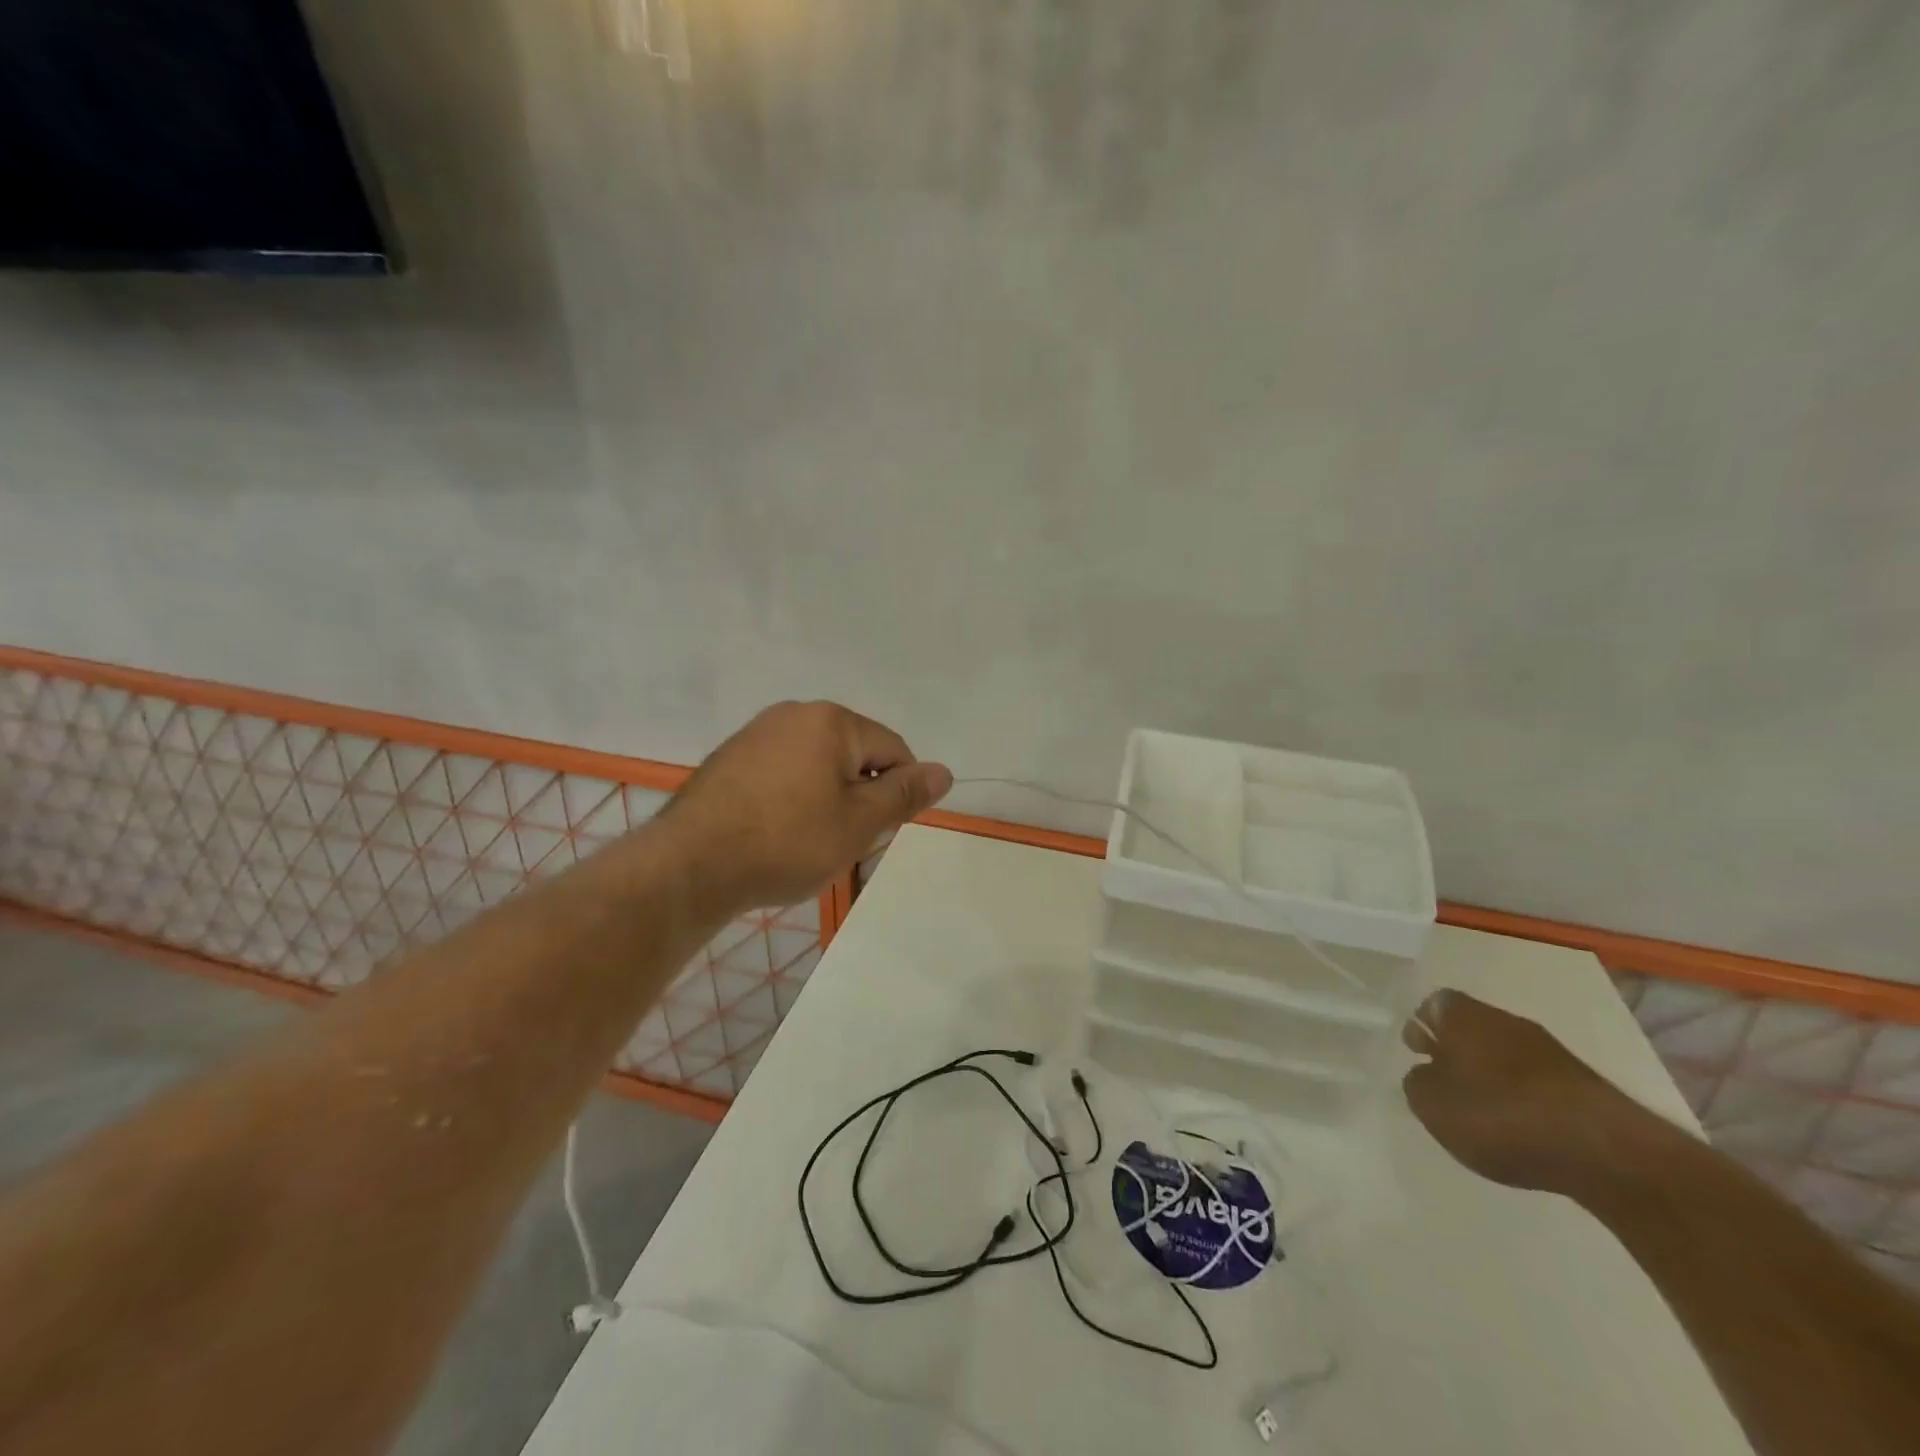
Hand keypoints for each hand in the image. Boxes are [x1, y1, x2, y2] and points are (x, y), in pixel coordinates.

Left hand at [657, 701, 952, 913]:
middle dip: (859, 795)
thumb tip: (944, 771)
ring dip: (826, 798)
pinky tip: (775, 832)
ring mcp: (756, 733)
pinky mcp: (730, 758)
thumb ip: (904, 794)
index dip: (898, 792)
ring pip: (817, 764)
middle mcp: (793, 714)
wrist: (690, 865)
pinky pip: (782, 772)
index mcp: (831, 721)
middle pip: (853, 753)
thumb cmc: (787, 842)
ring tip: (806, 840)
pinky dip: (792, 798)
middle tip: (843, 840)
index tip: (878, 831)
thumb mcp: (858, 823)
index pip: (893, 749)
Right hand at [1402, 989, 1656, 1194]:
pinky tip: (1521, 1124)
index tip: (1417, 1052)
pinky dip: (1523, 1095)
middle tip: (1445, 1079)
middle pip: (1471, 1026)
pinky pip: (1535, 1079)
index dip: (1421, 1026)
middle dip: (1457, 1049)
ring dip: (1491, 1073)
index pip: (1433, 1005)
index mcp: (1462, 1016)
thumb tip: (1426, 1074)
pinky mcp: (1581, 1083)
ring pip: (1504, 1052)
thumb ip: (1418, 1083)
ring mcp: (1549, 1050)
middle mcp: (1504, 1020)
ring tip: (1483, 1109)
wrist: (1605, 1151)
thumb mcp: (1433, 1106)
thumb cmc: (1500, 1116)